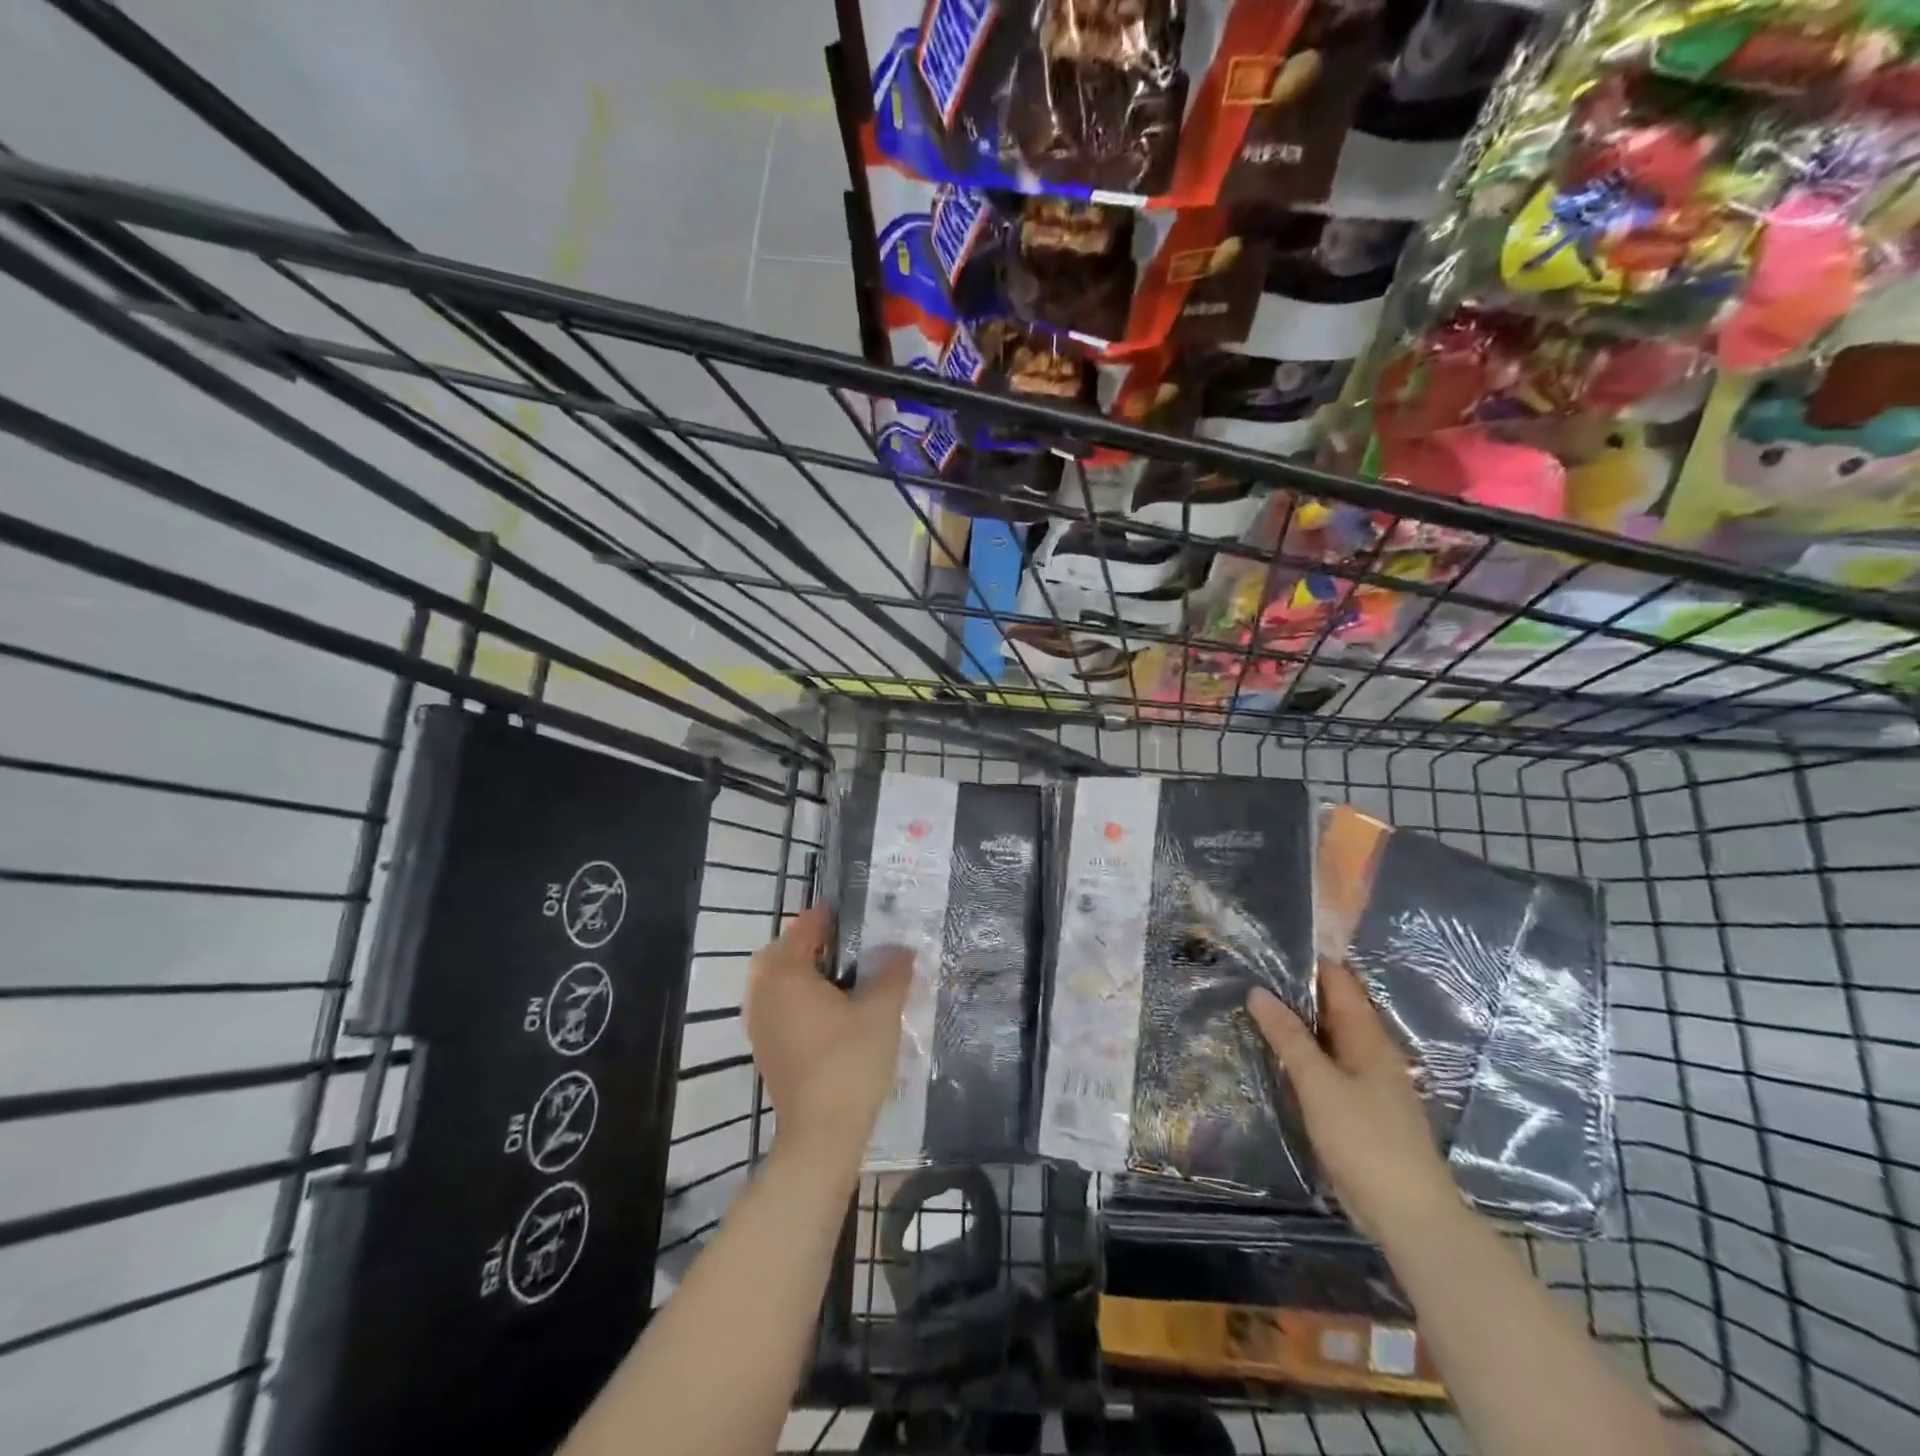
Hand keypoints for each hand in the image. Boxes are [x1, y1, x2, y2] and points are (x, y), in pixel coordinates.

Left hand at [743, 905, 912, 1168]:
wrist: (822, 1133)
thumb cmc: (850, 1062)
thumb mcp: (881, 1011)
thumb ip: (892, 973)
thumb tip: (902, 949)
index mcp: (787, 975)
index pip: (801, 931)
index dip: (822, 917)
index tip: (844, 910)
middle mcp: (764, 994)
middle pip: (777, 953)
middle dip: (802, 942)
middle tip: (836, 941)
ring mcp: (759, 1024)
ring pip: (771, 982)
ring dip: (795, 970)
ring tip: (833, 973)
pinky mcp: (765, 1049)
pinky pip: (773, 1006)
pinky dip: (791, 996)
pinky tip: (823, 1009)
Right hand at [1248, 962, 1459, 1243]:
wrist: (1409, 1216)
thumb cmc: (1365, 1141)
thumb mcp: (1319, 1085)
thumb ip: (1289, 1038)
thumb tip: (1258, 992)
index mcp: (1369, 1037)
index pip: (1338, 982)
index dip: (1306, 962)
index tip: (1265, 947)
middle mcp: (1371, 1051)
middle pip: (1332, 1007)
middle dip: (1294, 990)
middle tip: (1247, 974)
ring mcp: (1367, 1080)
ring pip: (1327, 1036)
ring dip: (1296, 1022)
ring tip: (1251, 1006)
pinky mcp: (1359, 1106)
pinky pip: (1326, 1064)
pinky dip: (1302, 1052)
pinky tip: (1274, 1054)